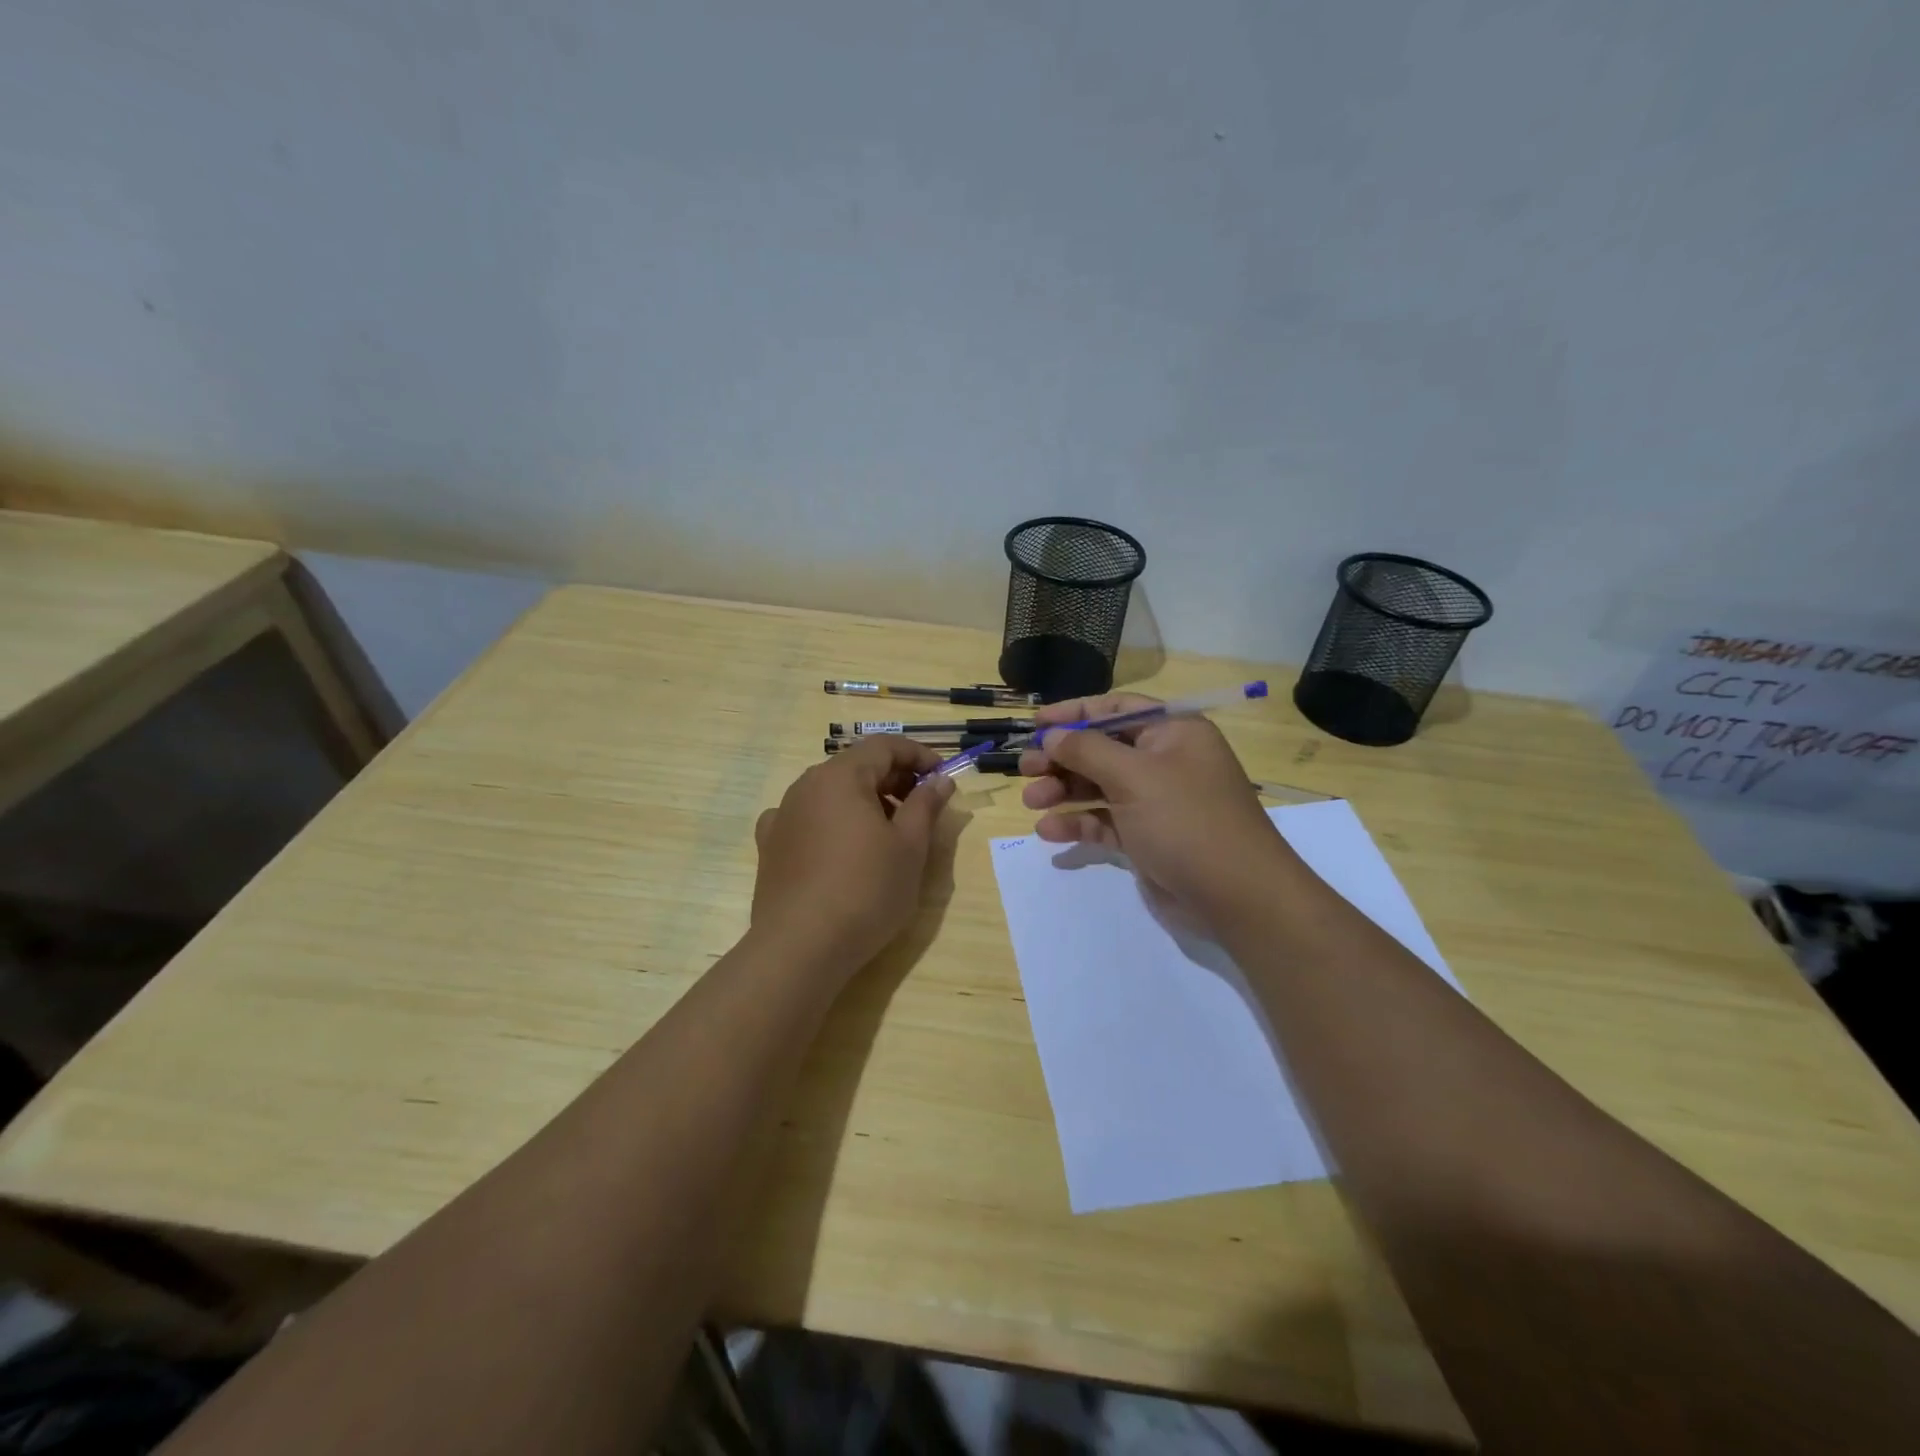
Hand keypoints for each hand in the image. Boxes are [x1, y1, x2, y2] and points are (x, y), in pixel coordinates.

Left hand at [752, 736, 955, 971]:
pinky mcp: (770, 845)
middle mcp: (806, 785)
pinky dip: (830, 822)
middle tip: (921, 806)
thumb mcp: (910, 847)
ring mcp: (783, 814)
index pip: (884, 746)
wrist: (800, 947)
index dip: (918, 755)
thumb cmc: (866, 890)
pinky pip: (806, 818)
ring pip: (831, 792)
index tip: (943, 776)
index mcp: (841, 776)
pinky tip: (839, 847)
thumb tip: (940, 779)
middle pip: (856, 766)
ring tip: (887, 833)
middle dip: (893, 778)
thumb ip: (926, 805)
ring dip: (864, 800)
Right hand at [1019, 694, 1295, 931]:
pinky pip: (1104, 822)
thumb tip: (1052, 734)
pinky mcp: (1146, 837)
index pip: (1116, 710)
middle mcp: (1164, 761)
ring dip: (1064, 792)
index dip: (1075, 713)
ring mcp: (1155, 802)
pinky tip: (1050, 832)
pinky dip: (1078, 824)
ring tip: (1032, 802)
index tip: (1037, 723)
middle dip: (1062, 758)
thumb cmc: (1186, 820)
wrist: (1236, 895)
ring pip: (1098, 787)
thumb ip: (1087, 751)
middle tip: (1025, 769)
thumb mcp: (1134, 776)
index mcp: (1172, 732)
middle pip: (1102, 750)